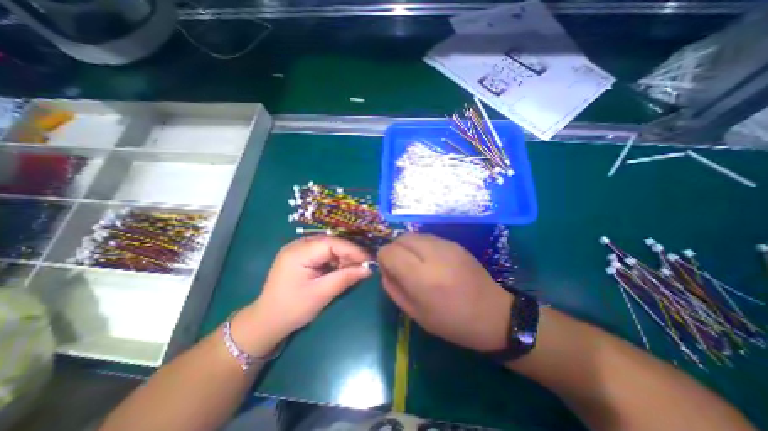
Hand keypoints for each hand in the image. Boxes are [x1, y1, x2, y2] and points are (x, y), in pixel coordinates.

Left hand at [239, 236, 373, 353]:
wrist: (266, 322)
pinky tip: (342, 269)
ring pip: (328, 247)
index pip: (331, 243)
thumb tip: (368, 269)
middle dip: (349, 253)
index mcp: (298, 252)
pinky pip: (323, 253)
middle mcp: (298, 245)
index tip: (368, 259)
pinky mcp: (301, 257)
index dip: (352, 249)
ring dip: (343, 257)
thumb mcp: (321, 294)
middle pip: (330, 242)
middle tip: (363, 265)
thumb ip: (345, 278)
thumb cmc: (292, 309)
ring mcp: (298, 250)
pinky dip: (335, 260)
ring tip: (354, 268)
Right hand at [378, 234, 511, 351]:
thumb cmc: (452, 321)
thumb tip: (385, 269)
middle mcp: (433, 255)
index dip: (383, 259)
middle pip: (401, 238)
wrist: (493, 314)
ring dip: (408, 247)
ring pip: (413, 235)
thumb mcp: (415, 313)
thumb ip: (393, 288)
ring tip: (416, 264)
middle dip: (395, 250)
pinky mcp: (454, 243)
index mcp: (421, 277)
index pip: (389, 251)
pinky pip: (427, 237)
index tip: (390, 271)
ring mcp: (446, 246)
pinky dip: (421, 246)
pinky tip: (431, 261)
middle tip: (402, 267)